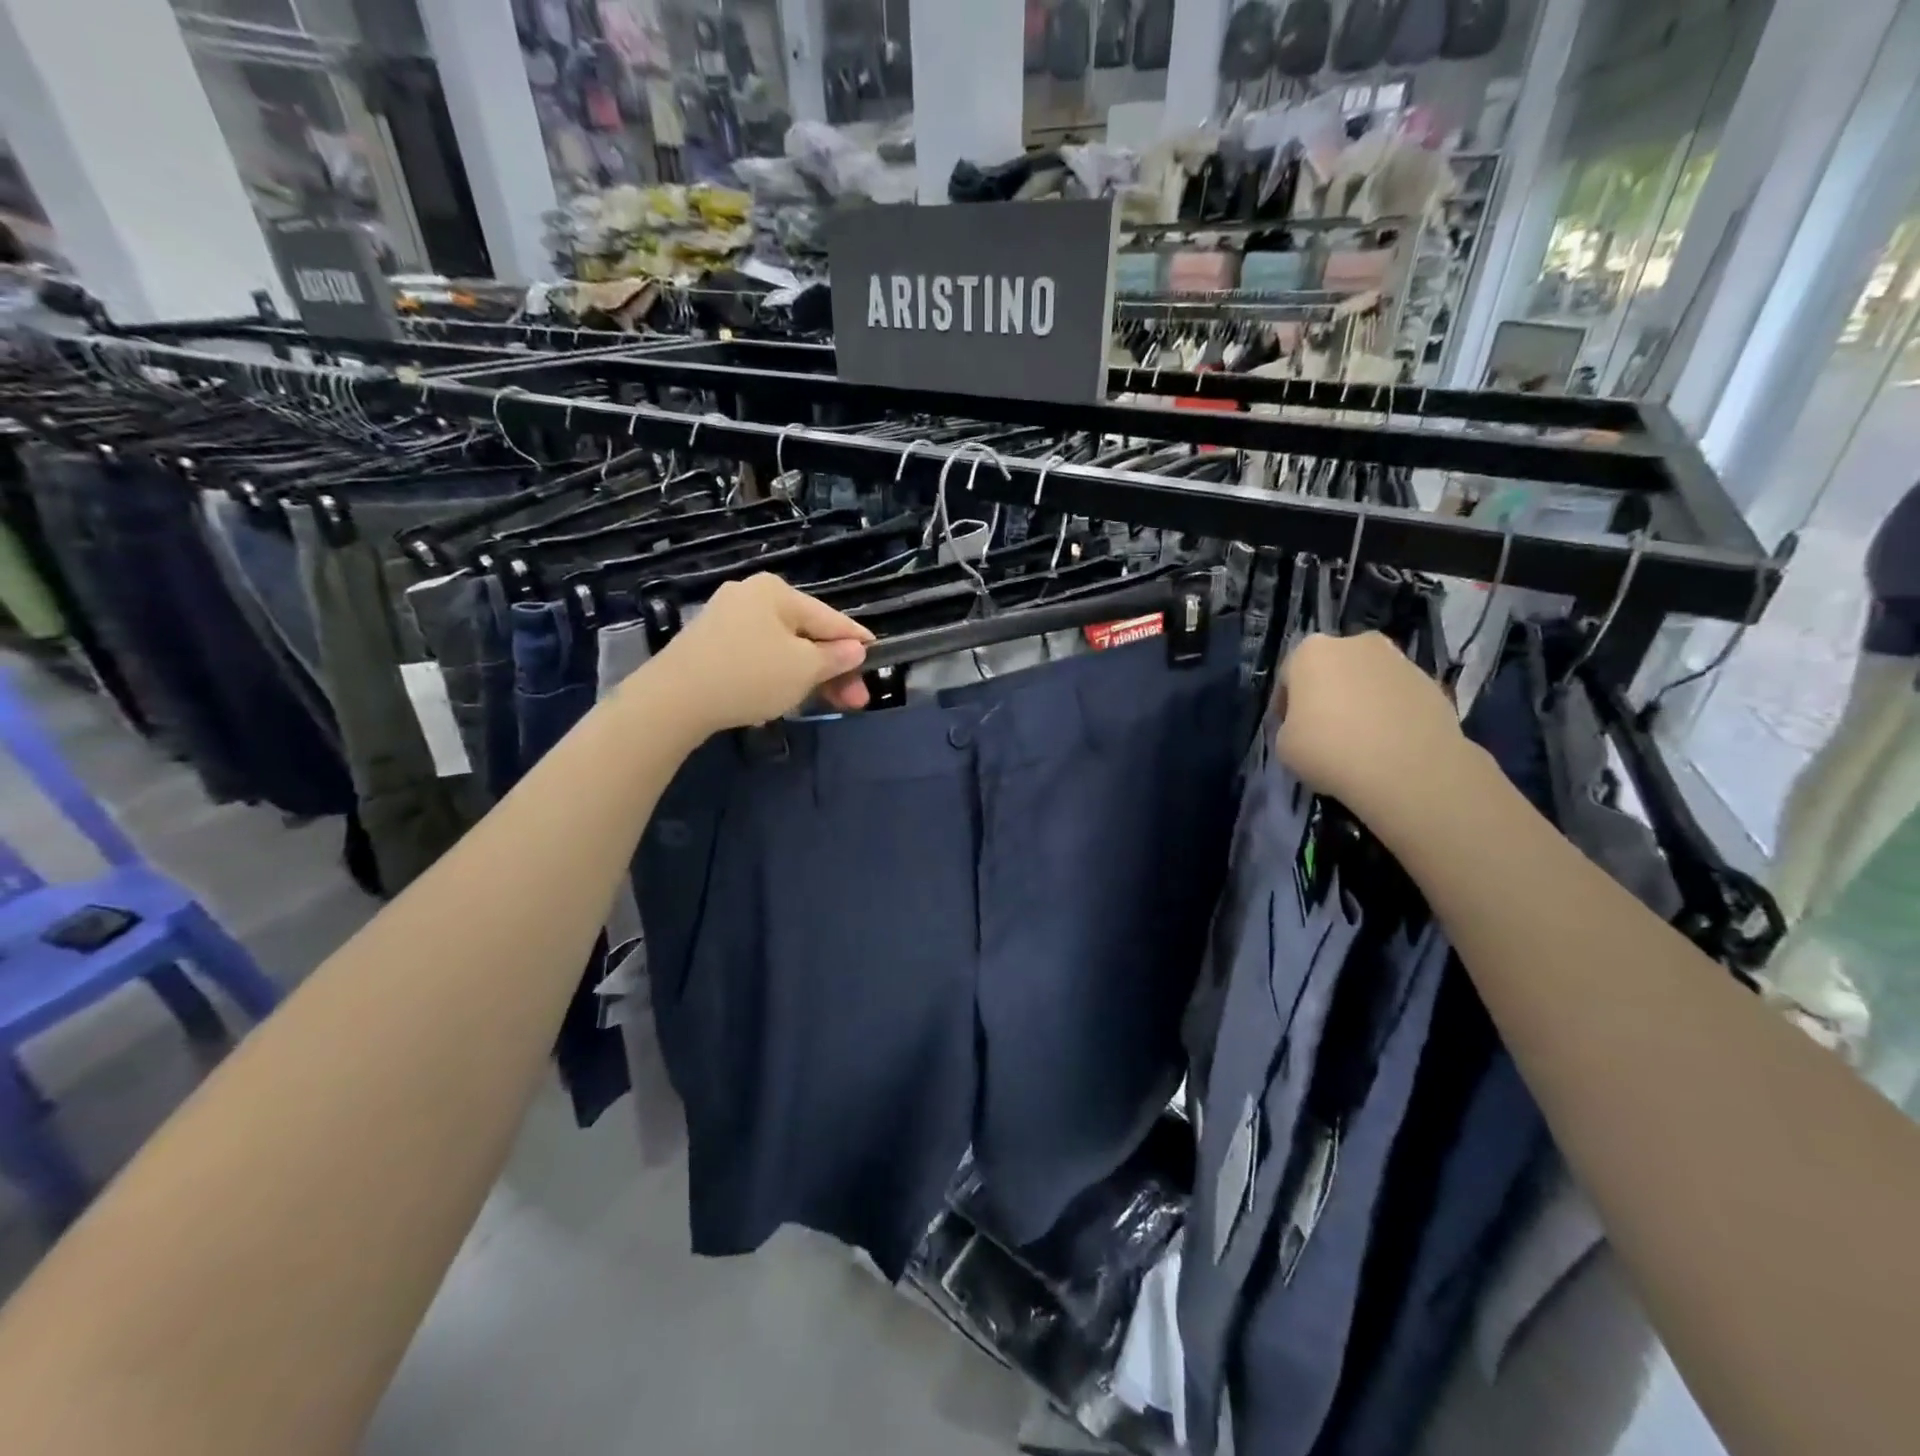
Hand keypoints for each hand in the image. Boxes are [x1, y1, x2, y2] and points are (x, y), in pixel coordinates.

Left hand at [645, 574, 873, 734]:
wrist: (673, 699)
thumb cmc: (750, 675)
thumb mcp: (804, 669)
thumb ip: (835, 658)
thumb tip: (855, 648)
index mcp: (776, 592)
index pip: (830, 618)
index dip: (857, 640)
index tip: (878, 654)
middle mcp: (750, 596)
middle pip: (805, 633)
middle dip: (832, 668)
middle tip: (854, 699)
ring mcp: (726, 619)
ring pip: (782, 647)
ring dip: (807, 674)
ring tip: (825, 701)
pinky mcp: (709, 644)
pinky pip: (757, 655)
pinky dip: (778, 674)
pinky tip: (786, 695)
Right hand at [1275, 632, 1468, 822]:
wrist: (1408, 768)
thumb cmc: (1329, 749)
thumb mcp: (1284, 744)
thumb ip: (1291, 726)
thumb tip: (1307, 726)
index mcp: (1311, 652)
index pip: (1288, 676)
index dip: (1286, 705)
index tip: (1290, 728)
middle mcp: (1356, 643)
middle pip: (1333, 669)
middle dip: (1327, 694)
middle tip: (1324, 729)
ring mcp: (1399, 660)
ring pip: (1368, 680)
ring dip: (1361, 701)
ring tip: (1361, 740)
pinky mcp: (1431, 683)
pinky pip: (1398, 697)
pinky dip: (1391, 713)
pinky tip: (1388, 744)